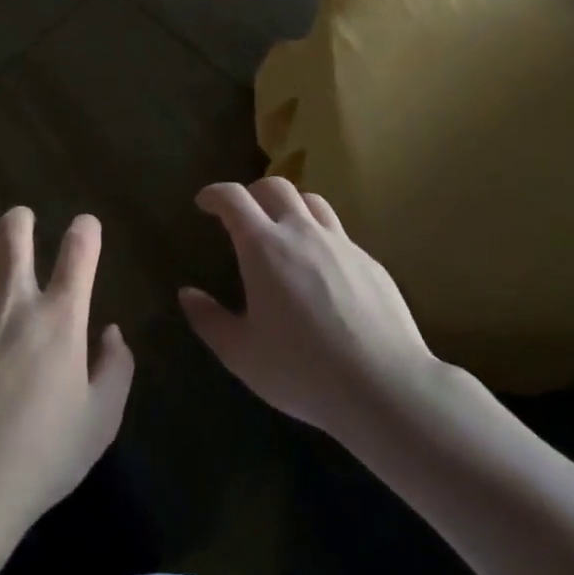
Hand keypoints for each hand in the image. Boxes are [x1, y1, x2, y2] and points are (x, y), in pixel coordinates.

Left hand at [0, 207, 133, 534]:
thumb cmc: (43, 455)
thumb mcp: (100, 421)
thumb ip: (116, 369)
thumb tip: (111, 332)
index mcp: (60, 318)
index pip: (79, 250)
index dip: (86, 230)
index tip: (86, 228)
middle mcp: (14, 300)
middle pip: (14, 229)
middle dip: (22, 220)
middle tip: (24, 229)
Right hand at [181, 178, 451, 450]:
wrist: (386, 388)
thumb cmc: (302, 370)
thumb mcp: (241, 354)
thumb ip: (209, 320)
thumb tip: (187, 294)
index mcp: (264, 246)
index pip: (233, 197)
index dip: (214, 193)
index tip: (204, 202)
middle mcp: (302, 232)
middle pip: (275, 186)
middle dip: (252, 192)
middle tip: (242, 215)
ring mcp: (341, 245)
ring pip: (312, 202)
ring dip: (290, 206)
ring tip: (282, 231)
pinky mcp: (371, 263)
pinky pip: (339, 234)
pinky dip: (319, 237)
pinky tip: (321, 271)